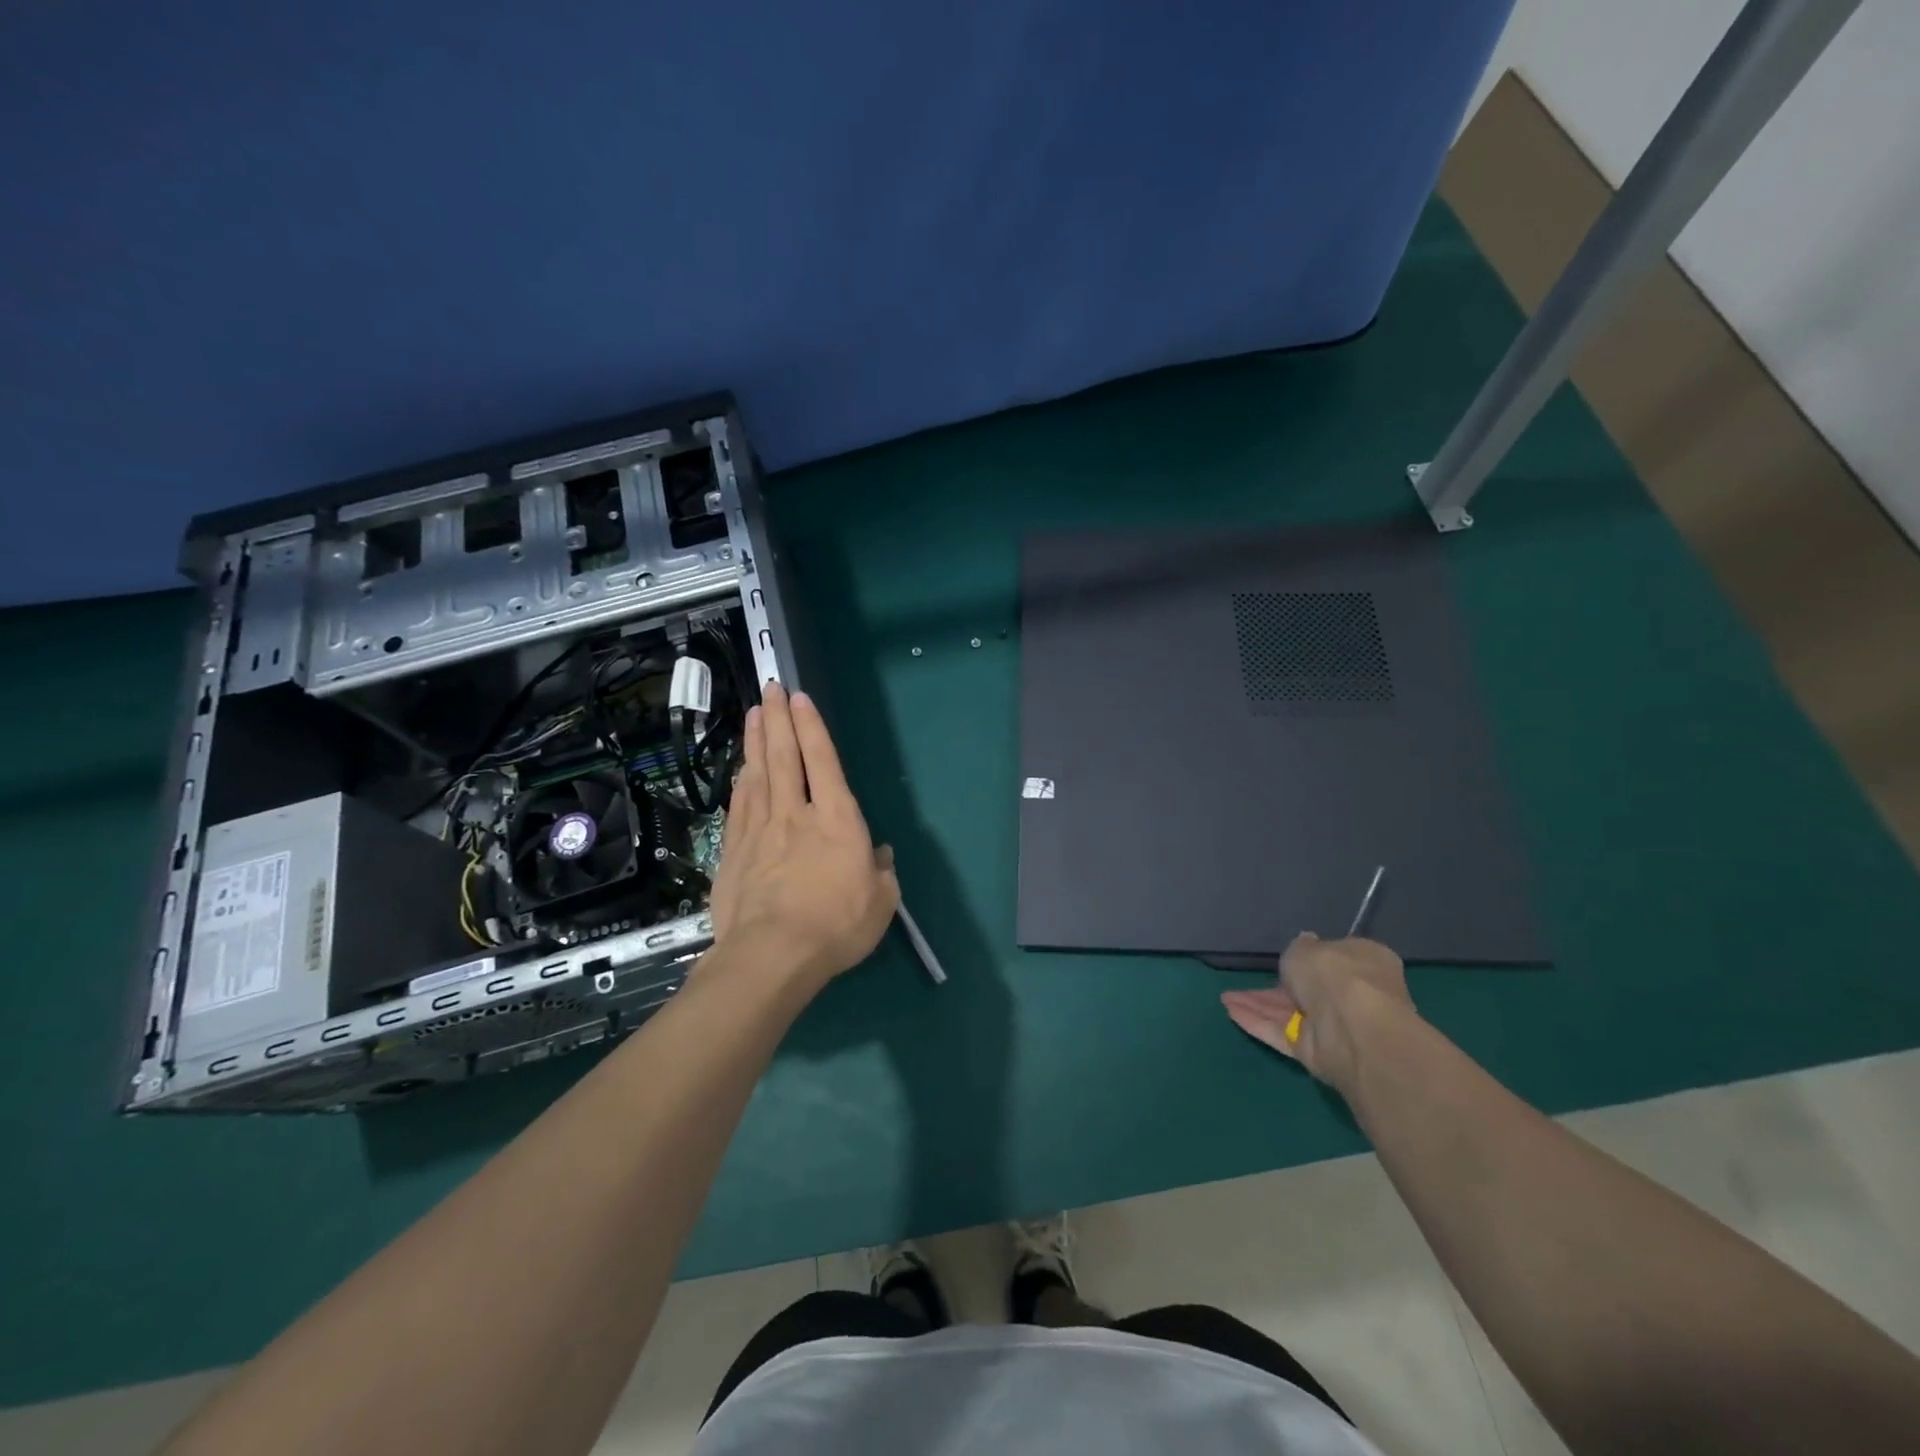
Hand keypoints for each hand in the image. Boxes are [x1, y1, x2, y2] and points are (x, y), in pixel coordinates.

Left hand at [707, 682, 899, 989]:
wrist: (771, 955)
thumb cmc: (836, 926)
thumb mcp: (880, 903)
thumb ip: (882, 873)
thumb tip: (880, 856)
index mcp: (837, 820)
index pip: (822, 761)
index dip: (811, 727)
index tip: (799, 698)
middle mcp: (796, 813)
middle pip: (783, 756)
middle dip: (776, 718)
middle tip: (770, 688)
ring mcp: (760, 829)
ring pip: (757, 773)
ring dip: (755, 740)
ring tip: (753, 713)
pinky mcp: (735, 850)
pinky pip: (739, 804)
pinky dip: (740, 780)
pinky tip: (740, 769)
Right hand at [1220, 933, 1413, 1093]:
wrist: (1352, 1028)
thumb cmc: (1334, 974)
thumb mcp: (1306, 947)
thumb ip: (1301, 946)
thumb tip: (1306, 943)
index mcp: (1363, 962)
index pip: (1335, 957)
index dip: (1310, 956)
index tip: (1286, 956)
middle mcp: (1352, 994)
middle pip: (1307, 988)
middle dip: (1276, 986)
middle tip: (1247, 981)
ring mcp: (1334, 1025)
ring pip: (1290, 1012)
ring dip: (1258, 1003)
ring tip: (1225, 997)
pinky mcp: (1315, 1051)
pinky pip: (1281, 1032)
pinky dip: (1257, 1022)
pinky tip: (1230, 1011)